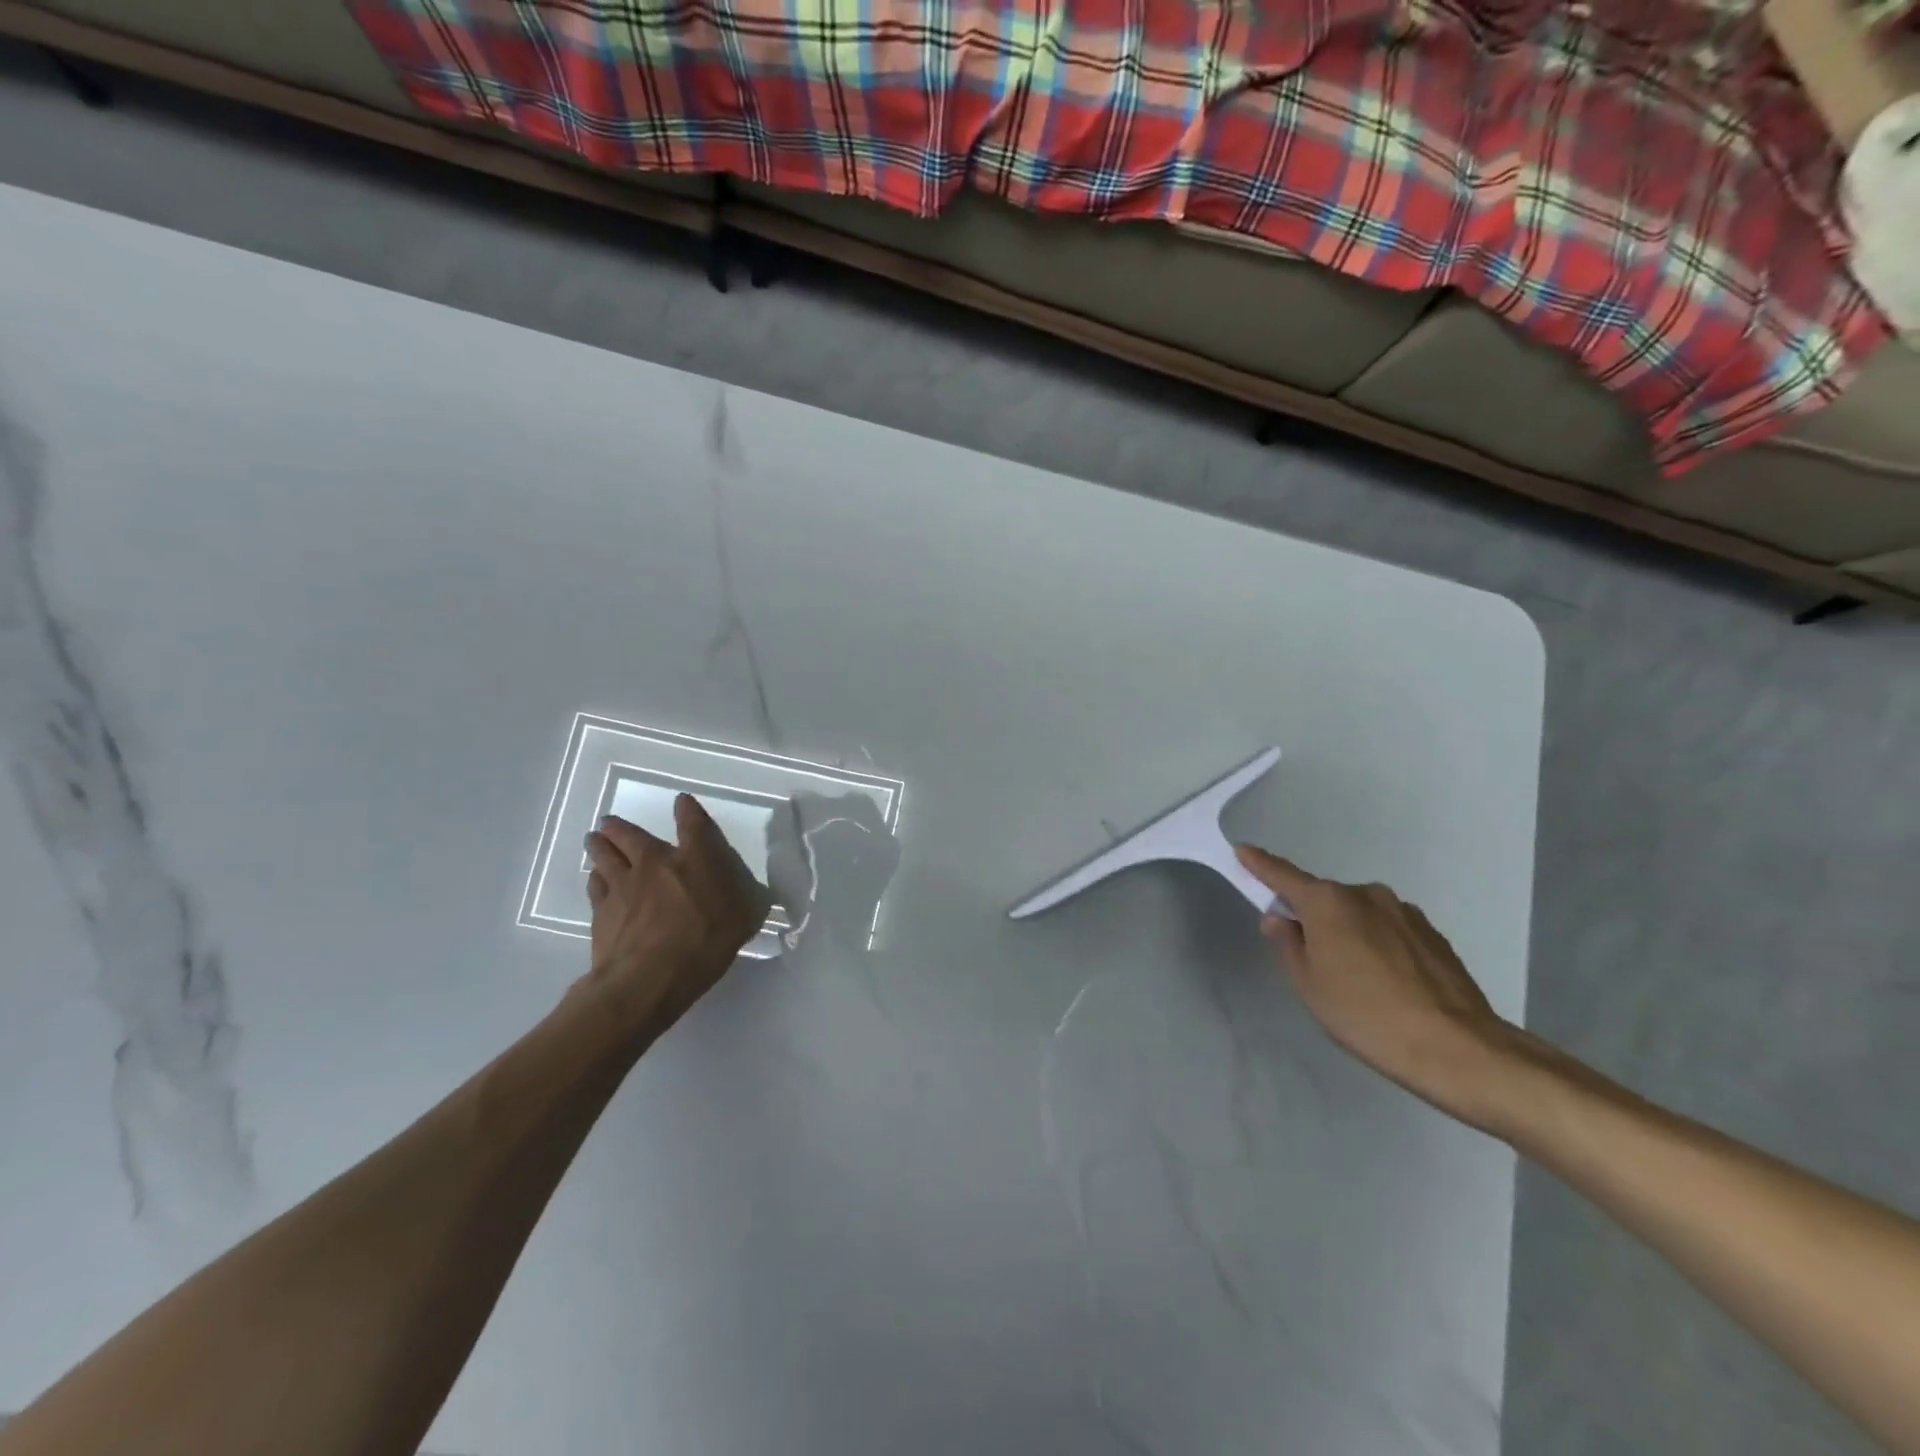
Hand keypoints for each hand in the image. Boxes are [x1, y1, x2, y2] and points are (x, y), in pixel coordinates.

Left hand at [582, 795, 770, 1031]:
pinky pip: (595, 885)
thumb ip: (743, 900)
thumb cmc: (704, 944)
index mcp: (695, 860)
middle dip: (620, 826)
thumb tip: (752, 893)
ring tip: (594, 839)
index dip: (688, 810)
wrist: (648, 978)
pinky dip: (595, 878)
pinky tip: (595, 880)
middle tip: (609, 822)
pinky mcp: (601, 910)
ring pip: (604, 855)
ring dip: (599, 845)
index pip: (693, 824)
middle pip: (630, 835)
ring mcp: (623, 885)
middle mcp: (655, 863)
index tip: (682, 801)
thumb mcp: (741, 921)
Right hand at [1235, 845, 1522, 1129]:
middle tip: (1312, 960)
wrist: (1456, 1048)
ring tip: (1359, 980)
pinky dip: (1379, 945)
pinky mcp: (1431, 933)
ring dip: (1349, 933)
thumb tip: (1280, 918)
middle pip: (1324, 899)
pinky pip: (1389, 929)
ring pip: (1359, 915)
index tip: (1242, 851)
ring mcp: (1403, 911)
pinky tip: (1389, 983)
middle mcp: (1365, 894)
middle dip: (1312, 917)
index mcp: (1327, 903)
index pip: (1282, 875)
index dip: (1259, 864)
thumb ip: (1288, 944)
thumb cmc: (1365, 1015)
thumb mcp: (1309, 985)